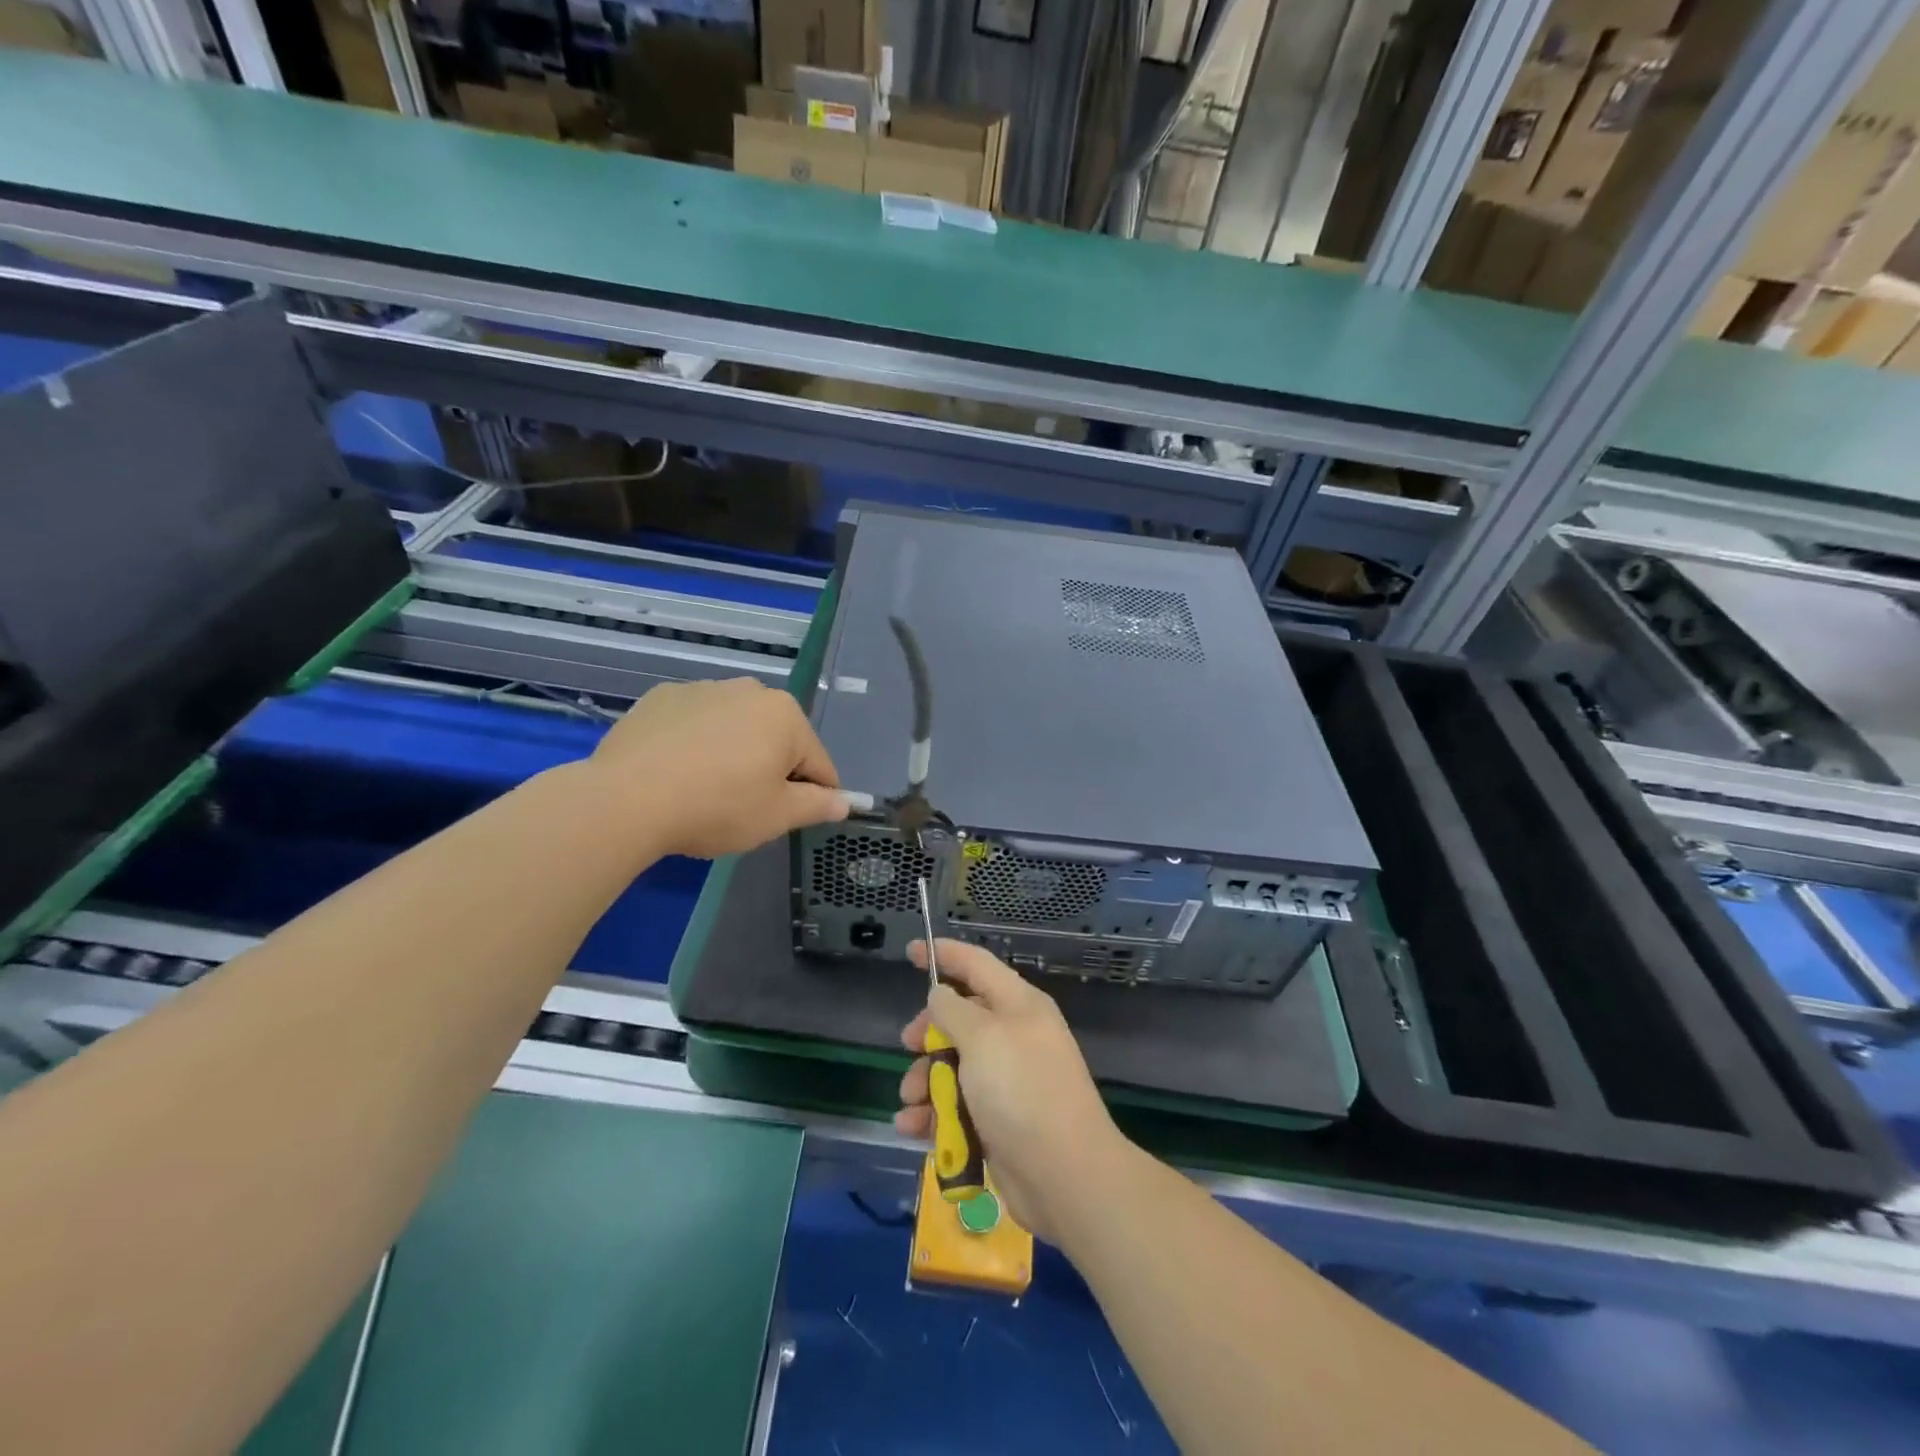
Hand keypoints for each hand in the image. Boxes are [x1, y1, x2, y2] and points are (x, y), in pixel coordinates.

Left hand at [588, 678, 846, 858]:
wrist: (626, 799)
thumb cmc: (717, 807)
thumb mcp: (777, 816)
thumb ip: (818, 805)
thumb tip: (846, 802)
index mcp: (786, 716)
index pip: (818, 763)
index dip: (814, 796)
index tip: (793, 818)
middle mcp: (750, 690)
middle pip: (777, 738)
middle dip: (770, 769)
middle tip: (744, 806)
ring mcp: (703, 689)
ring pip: (735, 727)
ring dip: (734, 752)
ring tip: (706, 789)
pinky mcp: (662, 697)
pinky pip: (695, 722)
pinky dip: (695, 742)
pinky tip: (676, 771)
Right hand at [896, 940, 1128, 1242]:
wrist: (1064, 1175)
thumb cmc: (1022, 1091)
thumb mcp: (983, 1038)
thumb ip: (954, 1010)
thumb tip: (940, 994)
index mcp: (1018, 1005)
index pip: (976, 965)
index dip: (944, 954)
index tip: (909, 951)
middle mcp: (1013, 1036)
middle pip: (960, 1018)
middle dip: (928, 1032)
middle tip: (908, 1045)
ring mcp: (1006, 1081)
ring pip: (953, 1066)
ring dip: (925, 1080)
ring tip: (911, 1100)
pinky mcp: (996, 1121)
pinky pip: (955, 1106)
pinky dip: (932, 1114)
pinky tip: (912, 1127)